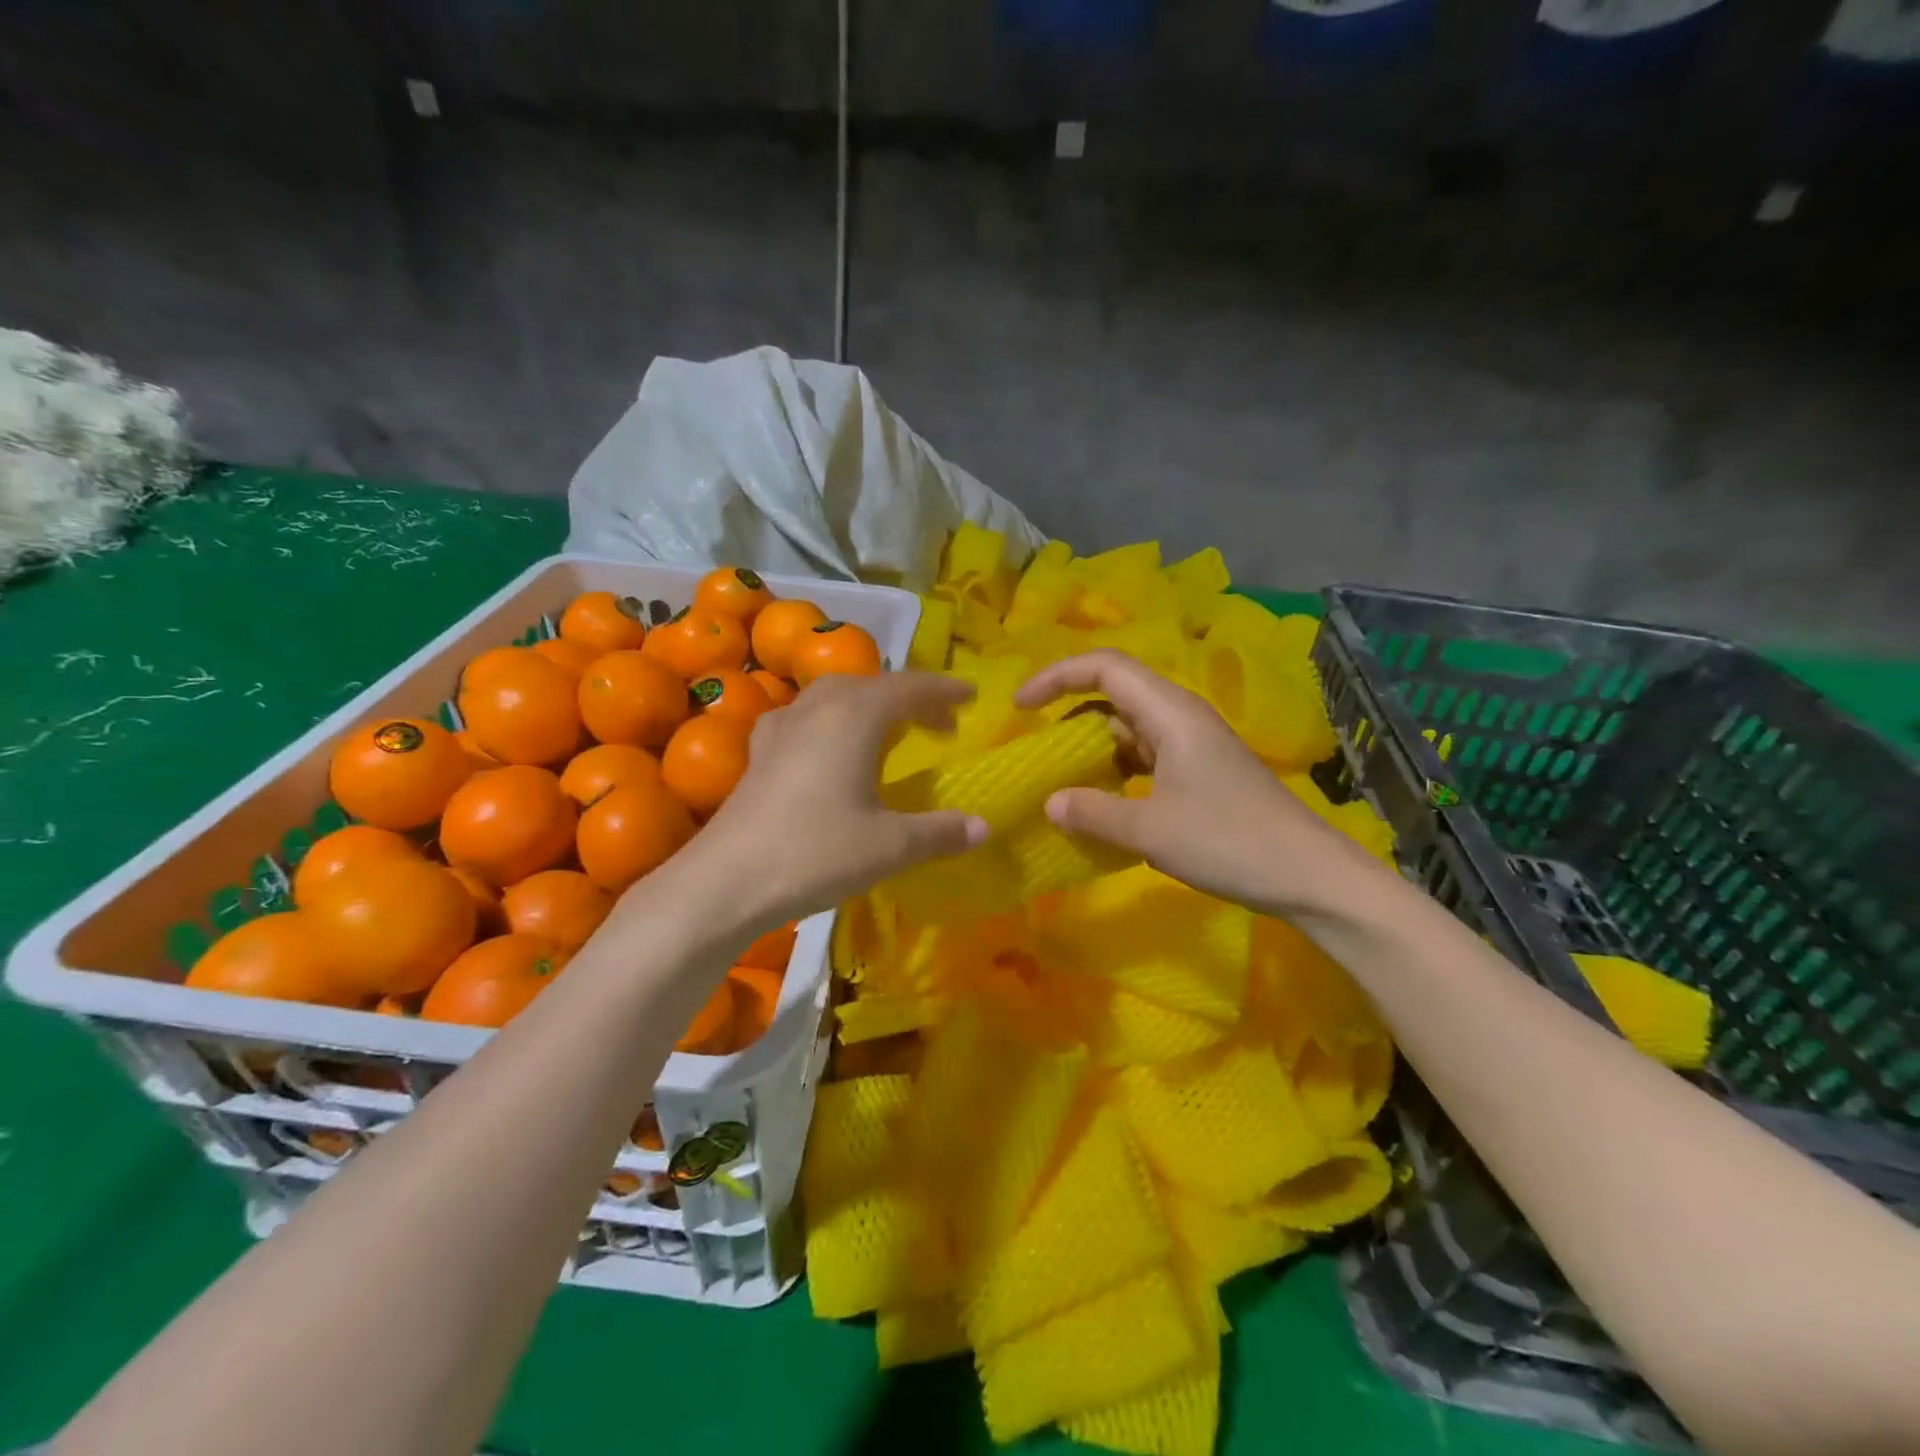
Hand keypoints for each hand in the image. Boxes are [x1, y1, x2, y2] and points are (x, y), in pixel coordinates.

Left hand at [693, 673, 989, 927]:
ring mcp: (782, 727)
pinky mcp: (759, 752)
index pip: (909, 688)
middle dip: (908, 697)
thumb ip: (940, 832)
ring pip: (833, 695)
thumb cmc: (815, 852)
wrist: (726, 881)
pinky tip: (825, 744)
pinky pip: (803, 717)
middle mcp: (818, 709)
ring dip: (867, 703)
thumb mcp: (889, 846)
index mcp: (855, 716)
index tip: (971, 698)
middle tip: (937, 722)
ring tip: (888, 728)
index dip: (943, 691)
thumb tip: (983, 826)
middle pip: (870, 685)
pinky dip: (829, 720)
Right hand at [1014, 650, 1373, 917]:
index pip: (1104, 667)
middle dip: (1067, 712)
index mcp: (1170, 712)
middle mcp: (1180, 716)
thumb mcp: (1151, 831)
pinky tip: (1101, 800)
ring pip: (1128, 727)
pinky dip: (1114, 769)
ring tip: (1058, 777)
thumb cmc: (1230, 842)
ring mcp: (1192, 744)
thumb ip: (1094, 813)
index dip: (1056, 677)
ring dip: (1091, 746)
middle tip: (1034, 747)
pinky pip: (1144, 755)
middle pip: (1114, 692)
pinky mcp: (1199, 771)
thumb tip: (1050, 802)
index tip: (1020, 707)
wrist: (1310, 875)